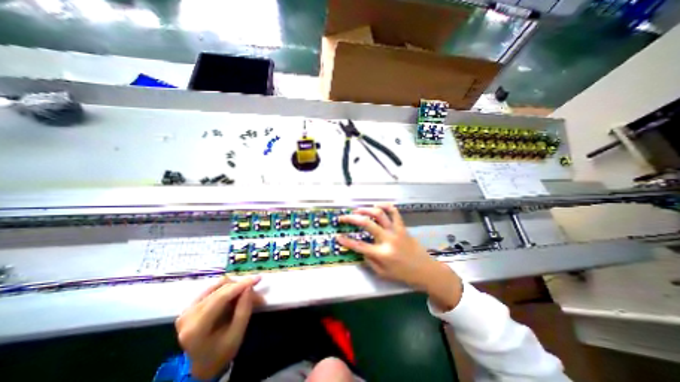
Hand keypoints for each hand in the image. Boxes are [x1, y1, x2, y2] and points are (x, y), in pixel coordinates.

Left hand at [176, 274, 262, 377]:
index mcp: (196, 328)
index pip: (221, 297)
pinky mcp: (191, 305)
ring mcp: (187, 309)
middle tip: (256, 294)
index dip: (241, 285)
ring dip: (235, 287)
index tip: (258, 278)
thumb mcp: (237, 335)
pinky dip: (228, 288)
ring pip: (218, 285)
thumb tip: (249, 287)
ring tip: (246, 295)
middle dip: (242, 288)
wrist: (203, 364)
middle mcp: (188, 315)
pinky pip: (213, 288)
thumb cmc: (221, 352)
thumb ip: (244, 310)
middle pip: (221, 289)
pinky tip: (235, 295)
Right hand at [338, 204, 465, 310]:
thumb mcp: (383, 273)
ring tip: (357, 210)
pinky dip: (386, 206)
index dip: (346, 241)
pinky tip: (377, 205)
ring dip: (366, 209)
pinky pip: (394, 212)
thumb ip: (369, 260)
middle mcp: (388, 239)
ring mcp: (396, 231)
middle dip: (351, 219)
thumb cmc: (403, 275)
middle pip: (367, 224)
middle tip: (343, 217)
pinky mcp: (402, 227)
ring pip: (379, 214)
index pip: (359, 245)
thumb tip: (361, 249)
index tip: (337, 236)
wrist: (426, 270)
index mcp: (382, 254)